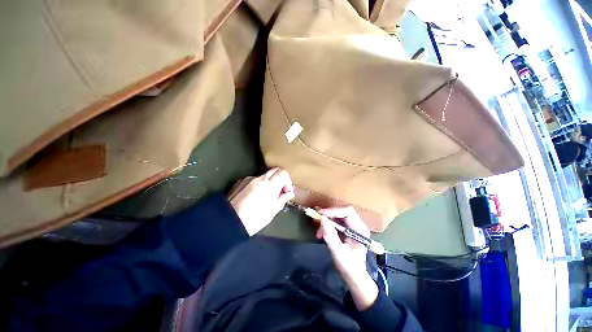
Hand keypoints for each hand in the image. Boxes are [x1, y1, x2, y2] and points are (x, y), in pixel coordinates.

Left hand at [229, 168, 294, 235]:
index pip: (283, 173)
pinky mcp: (239, 181)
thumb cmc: (253, 220)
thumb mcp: (272, 211)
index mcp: (269, 185)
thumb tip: (290, 193)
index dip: (287, 181)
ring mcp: (248, 178)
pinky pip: (253, 179)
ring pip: (264, 175)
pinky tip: (253, 196)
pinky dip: (258, 184)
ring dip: (268, 182)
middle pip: (275, 170)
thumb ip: (282, 199)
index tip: (286, 191)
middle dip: (280, 178)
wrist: (226, 223)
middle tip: (279, 191)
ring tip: (264, 196)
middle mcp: (259, 178)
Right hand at [316, 206, 378, 309]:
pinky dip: (327, 225)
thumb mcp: (339, 253)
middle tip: (317, 220)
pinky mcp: (347, 229)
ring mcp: (353, 227)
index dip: (334, 211)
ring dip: (327, 220)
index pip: (348, 212)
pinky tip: (322, 233)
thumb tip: (322, 219)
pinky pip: (336, 221)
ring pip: (338, 215)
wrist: (355, 278)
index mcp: (360, 230)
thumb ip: (331, 236)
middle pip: (342, 212)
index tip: (321, 214)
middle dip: (329, 215)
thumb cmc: (349, 268)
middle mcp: (358, 225)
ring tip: (319, 232)